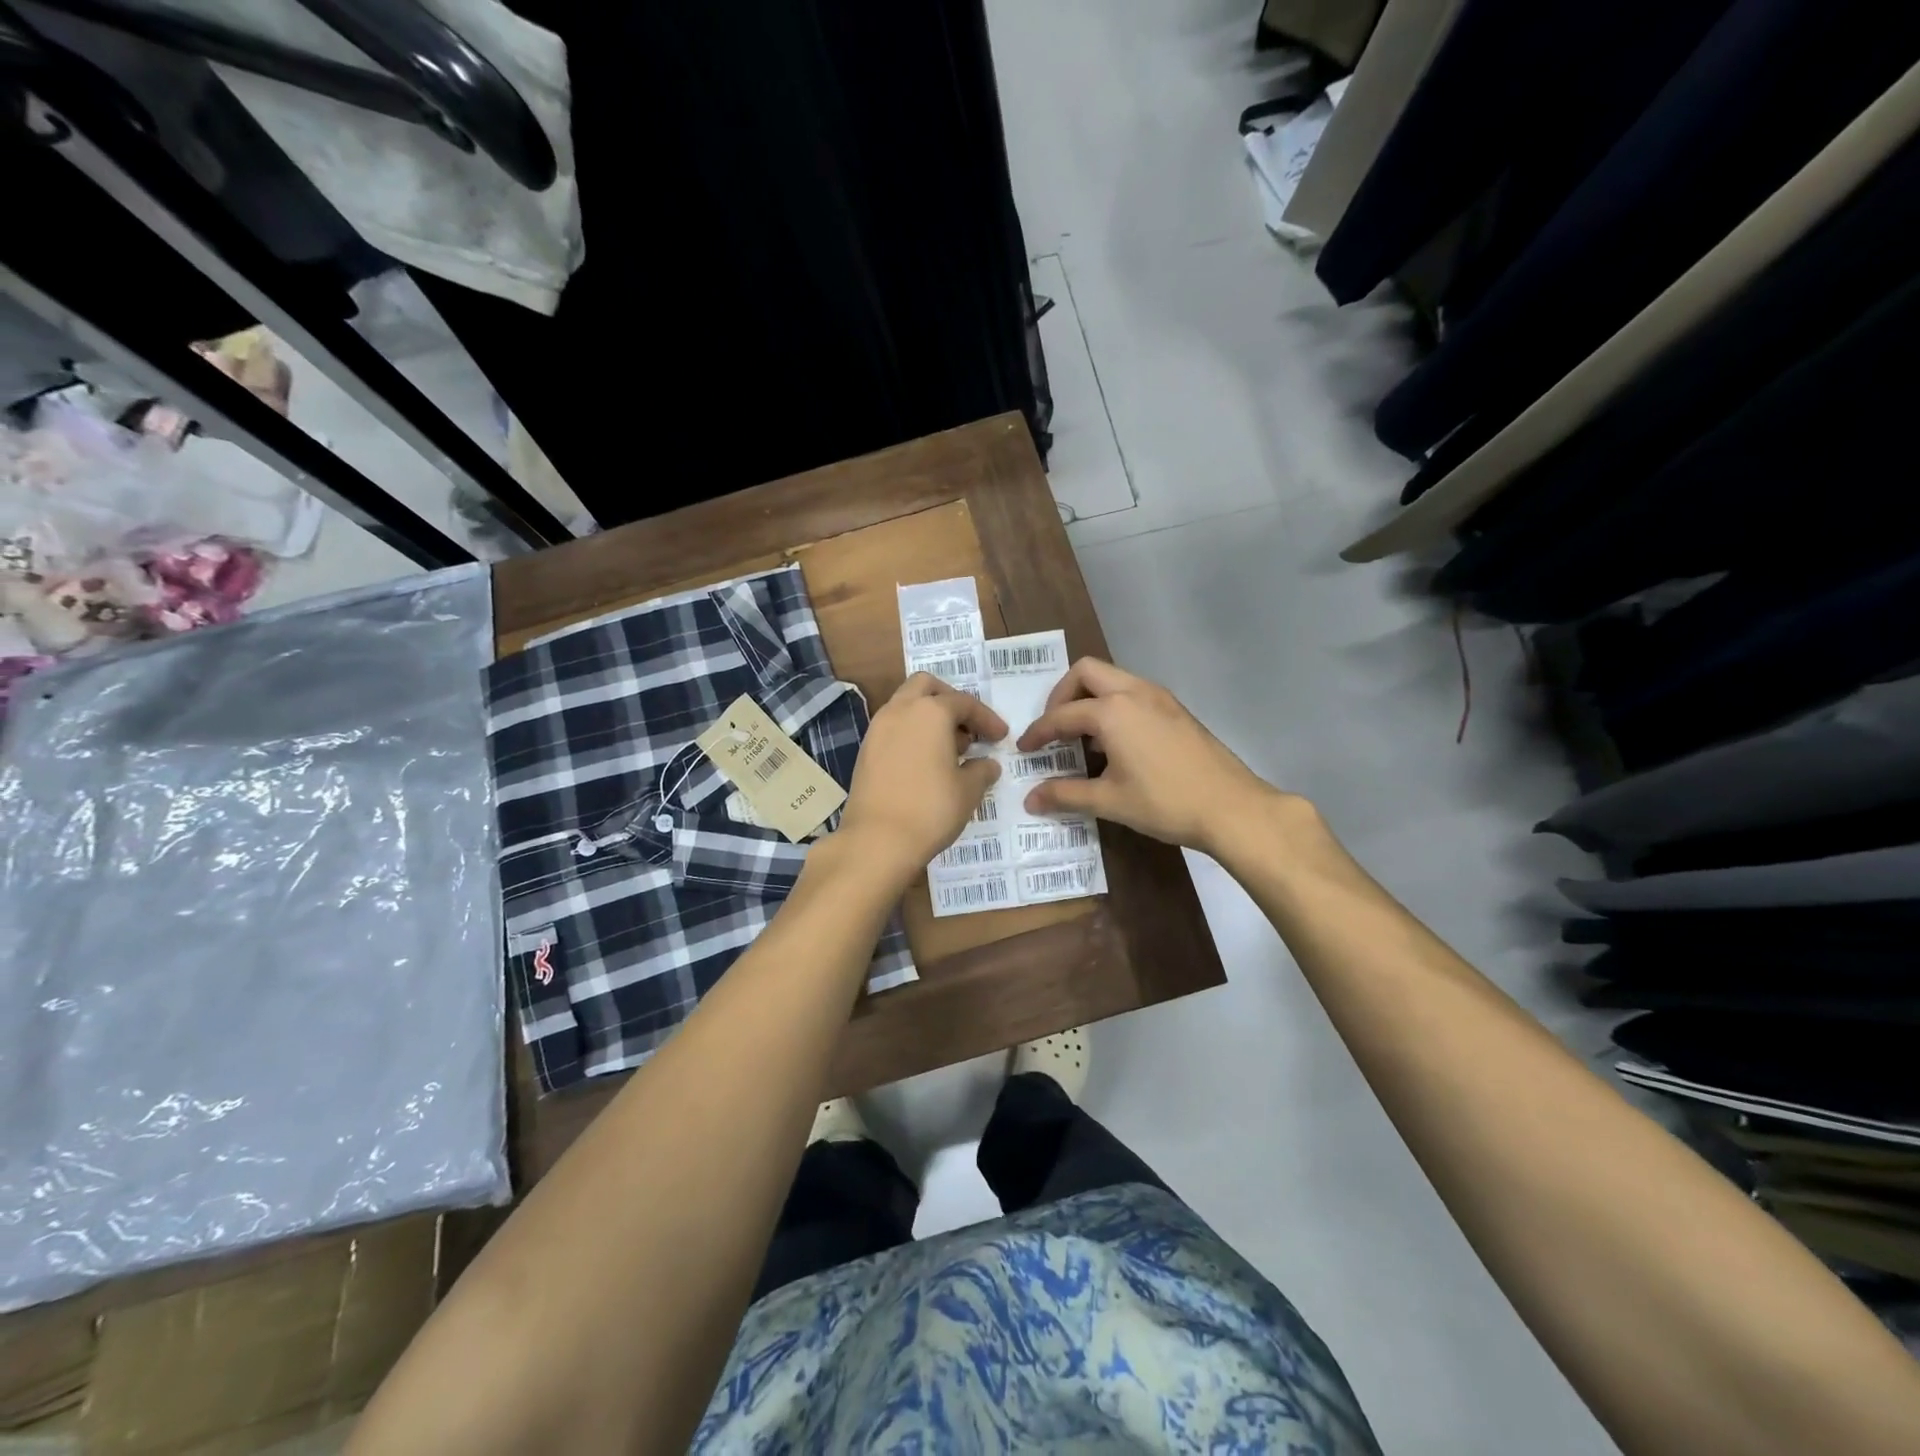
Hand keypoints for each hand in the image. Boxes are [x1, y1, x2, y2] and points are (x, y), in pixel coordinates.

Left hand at [838, 673, 1006, 875]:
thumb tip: (986, 764)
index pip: (965, 703)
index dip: (987, 719)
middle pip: (926, 687)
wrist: (877, 840)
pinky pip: (893, 728)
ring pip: (905, 705)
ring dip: (928, 717)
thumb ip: (981, 770)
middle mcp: (900, 710)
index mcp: (930, 712)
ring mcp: (877, 729)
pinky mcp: (865, 750)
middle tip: (967, 728)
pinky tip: (925, 762)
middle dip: (949, 700)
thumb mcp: (968, 790)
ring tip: (948, 749)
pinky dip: (911, 733)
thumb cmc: (931, 809)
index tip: (1000, 737)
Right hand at [1016, 658, 1283, 855]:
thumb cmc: (1165, 803)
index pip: (1062, 715)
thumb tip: (1030, 800)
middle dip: (1061, 695)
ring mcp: (1159, 697)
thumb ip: (1065, 794)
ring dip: (1090, 698)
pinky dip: (1113, 705)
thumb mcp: (1109, 801)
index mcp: (1112, 711)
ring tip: (1082, 736)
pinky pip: (1133, 692)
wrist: (1232, 808)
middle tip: (1053, 727)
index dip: (1038, 732)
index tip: (1024, 749)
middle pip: (1086, 672)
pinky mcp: (1176, 709)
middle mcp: (1134, 692)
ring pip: (1113, 678)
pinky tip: (1115, 743)